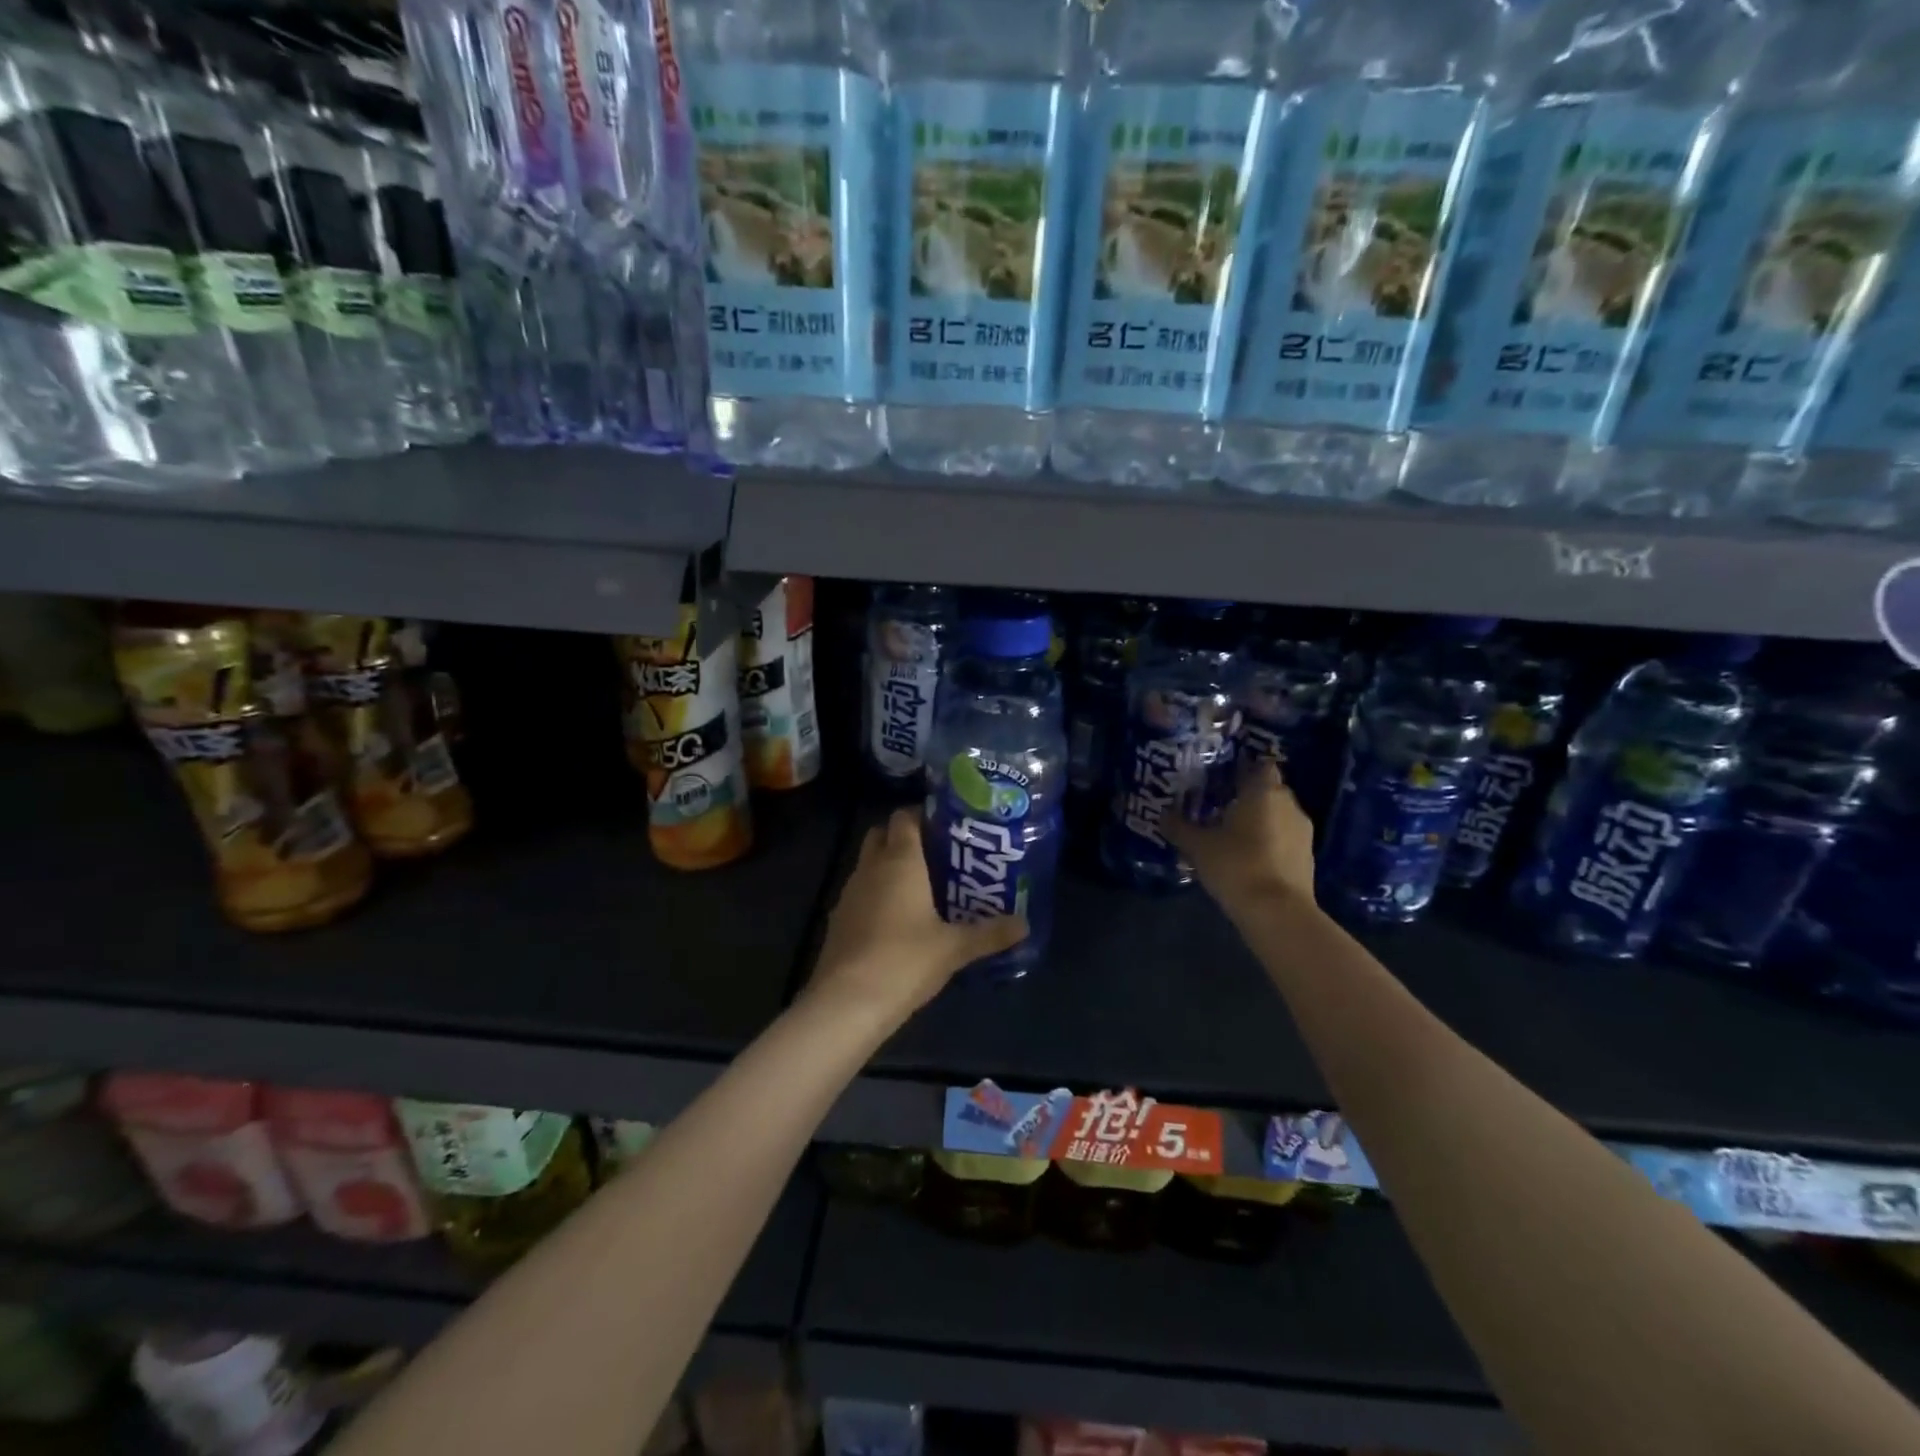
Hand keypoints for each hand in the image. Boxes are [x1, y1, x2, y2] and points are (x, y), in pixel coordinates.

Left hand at [807, 808, 1027, 1020]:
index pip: (904, 817)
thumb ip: (990, 933)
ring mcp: (849, 893)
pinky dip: (877, 896)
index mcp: (899, 860)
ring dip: (889, 868)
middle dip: (904, 838)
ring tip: (923, 888)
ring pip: (869, 864)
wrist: (847, 1002)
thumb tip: (1024, 924)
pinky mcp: (838, 920)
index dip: (923, 815)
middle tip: (937, 855)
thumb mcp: (954, 948)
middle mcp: (870, 868)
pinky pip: (861, 893)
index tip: (948, 827)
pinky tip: (898, 920)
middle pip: (881, 835)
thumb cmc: (905, 960)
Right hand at [1163, 759, 1315, 917]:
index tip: (1222, 777)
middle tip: (1219, 805)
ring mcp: (1303, 832)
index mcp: (1264, 791)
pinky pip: (1285, 838)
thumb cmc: (1237, 865)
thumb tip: (1162, 814)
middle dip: (1248, 795)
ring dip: (1259, 820)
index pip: (1260, 765)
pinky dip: (1269, 842)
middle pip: (1269, 789)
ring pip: (1278, 815)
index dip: (1243, 768)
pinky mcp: (1307, 858)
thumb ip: (1179, 827)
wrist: (1278, 913)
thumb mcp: (1198, 846)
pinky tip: (1248, 857)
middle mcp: (1289, 804)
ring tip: (1231, 833)